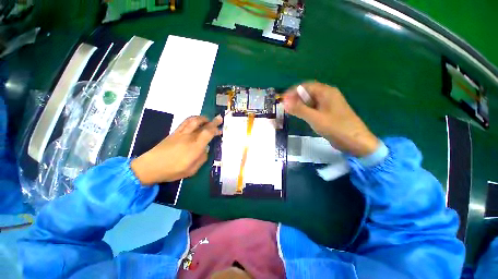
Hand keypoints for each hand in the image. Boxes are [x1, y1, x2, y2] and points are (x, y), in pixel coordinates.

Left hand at [130, 115, 222, 185]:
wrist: (150, 167)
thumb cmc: (173, 170)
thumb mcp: (192, 170)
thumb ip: (202, 158)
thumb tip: (205, 150)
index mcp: (195, 147)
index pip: (208, 133)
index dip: (215, 128)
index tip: (220, 126)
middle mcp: (189, 137)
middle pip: (202, 124)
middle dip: (212, 121)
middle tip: (219, 119)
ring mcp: (180, 133)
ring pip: (193, 120)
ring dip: (202, 118)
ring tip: (207, 119)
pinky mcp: (174, 133)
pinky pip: (185, 122)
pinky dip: (193, 120)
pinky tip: (196, 122)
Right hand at [283, 82, 379, 156]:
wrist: (355, 142)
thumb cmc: (336, 128)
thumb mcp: (315, 118)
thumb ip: (299, 109)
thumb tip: (284, 102)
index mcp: (326, 92)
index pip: (306, 86)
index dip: (293, 91)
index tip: (282, 99)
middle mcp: (327, 95)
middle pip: (308, 92)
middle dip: (295, 98)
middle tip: (285, 106)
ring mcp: (328, 104)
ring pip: (310, 101)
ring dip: (299, 104)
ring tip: (289, 111)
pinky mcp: (327, 113)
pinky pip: (313, 108)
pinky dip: (305, 110)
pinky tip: (300, 115)